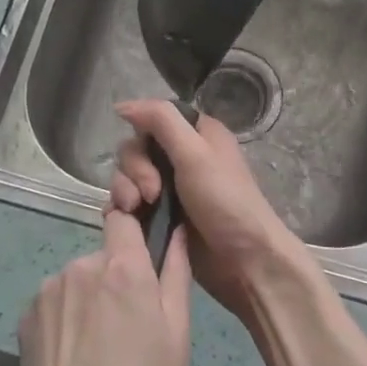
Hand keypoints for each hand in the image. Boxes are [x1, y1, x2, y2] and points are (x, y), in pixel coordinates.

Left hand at [14, 208, 190, 365]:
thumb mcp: (177, 337)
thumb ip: (176, 274)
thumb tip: (176, 231)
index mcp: (123, 267)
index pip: (125, 218)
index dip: (134, 231)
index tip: (143, 258)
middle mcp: (82, 265)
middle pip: (103, 256)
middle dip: (115, 279)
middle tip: (127, 326)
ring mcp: (49, 289)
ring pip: (78, 280)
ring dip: (88, 300)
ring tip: (97, 349)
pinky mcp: (25, 315)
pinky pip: (55, 303)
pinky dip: (65, 320)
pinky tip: (71, 358)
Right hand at [111, 100, 315, 321]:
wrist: (244, 261)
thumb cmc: (225, 201)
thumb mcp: (195, 153)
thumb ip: (161, 121)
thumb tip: (122, 105)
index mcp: (196, 134)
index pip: (152, 119)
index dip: (142, 135)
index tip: (147, 156)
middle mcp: (182, 156)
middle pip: (136, 149)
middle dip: (135, 170)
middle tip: (151, 194)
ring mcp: (170, 188)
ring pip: (128, 177)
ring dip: (125, 191)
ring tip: (138, 211)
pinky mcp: (161, 216)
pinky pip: (128, 204)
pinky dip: (123, 210)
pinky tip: (126, 221)